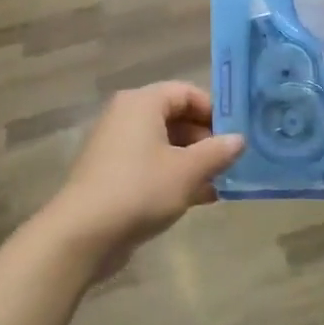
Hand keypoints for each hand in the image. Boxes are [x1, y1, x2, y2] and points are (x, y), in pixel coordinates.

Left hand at [44, 84, 244, 272]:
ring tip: (221, 182)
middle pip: (174, 117)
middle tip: (232, 161)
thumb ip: (216, 152)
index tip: (236, 134)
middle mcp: (126, 116)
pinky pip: (150, 164)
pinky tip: (200, 198)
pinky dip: (174, 175)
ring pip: (163, 144)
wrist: (84, 232)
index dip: (213, 110)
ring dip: (193, 161)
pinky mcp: (112, 173)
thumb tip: (239, 139)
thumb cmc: (140, 189)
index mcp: (141, 103)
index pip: (185, 92)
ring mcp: (116, 146)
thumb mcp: (187, 171)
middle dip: (205, 139)